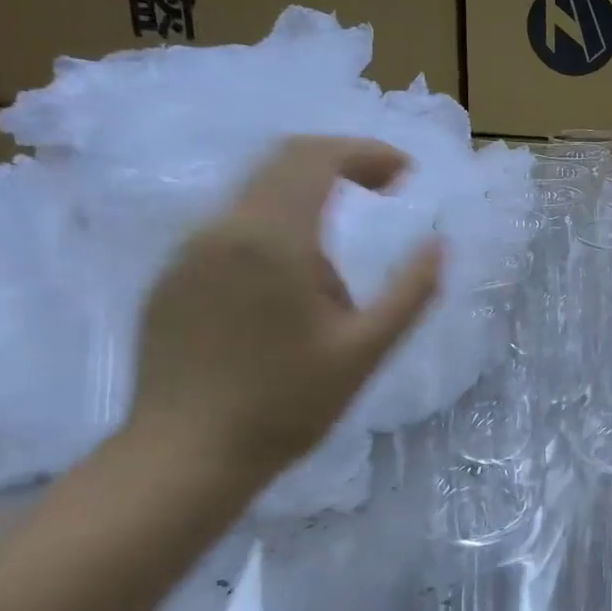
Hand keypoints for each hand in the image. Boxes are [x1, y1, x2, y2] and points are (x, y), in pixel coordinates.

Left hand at [129, 136, 441, 483]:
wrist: (185, 456)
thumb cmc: (287, 403)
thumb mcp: (367, 349)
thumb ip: (411, 290)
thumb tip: (439, 243)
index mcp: (272, 240)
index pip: (316, 158)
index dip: (367, 153)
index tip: (406, 174)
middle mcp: (222, 229)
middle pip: (282, 161)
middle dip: (341, 164)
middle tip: (386, 190)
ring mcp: (188, 252)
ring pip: (256, 194)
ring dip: (310, 200)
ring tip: (341, 268)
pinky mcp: (172, 277)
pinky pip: (232, 227)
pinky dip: (277, 228)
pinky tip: (292, 288)